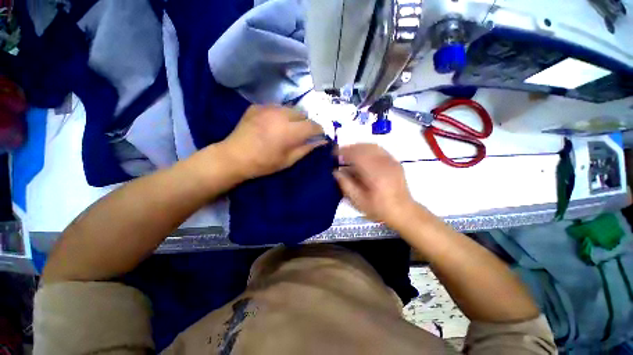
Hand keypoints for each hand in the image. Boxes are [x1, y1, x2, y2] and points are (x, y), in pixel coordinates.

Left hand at [220, 105, 325, 179]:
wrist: (234, 157)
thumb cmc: (264, 163)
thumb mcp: (288, 160)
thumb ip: (307, 148)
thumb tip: (321, 141)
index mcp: (290, 130)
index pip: (313, 125)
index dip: (318, 130)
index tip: (318, 136)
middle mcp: (281, 114)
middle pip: (303, 114)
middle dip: (306, 123)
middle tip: (301, 134)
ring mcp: (268, 108)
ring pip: (290, 108)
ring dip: (293, 118)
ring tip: (287, 128)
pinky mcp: (257, 106)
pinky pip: (276, 107)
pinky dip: (279, 114)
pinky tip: (273, 124)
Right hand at [334, 144, 415, 225]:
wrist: (403, 211)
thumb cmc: (379, 209)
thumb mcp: (359, 201)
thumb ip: (346, 185)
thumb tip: (335, 172)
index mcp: (375, 175)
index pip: (357, 155)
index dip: (344, 152)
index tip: (333, 153)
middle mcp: (384, 164)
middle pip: (364, 148)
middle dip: (349, 148)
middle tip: (339, 153)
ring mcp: (391, 161)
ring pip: (372, 146)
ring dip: (358, 147)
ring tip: (349, 152)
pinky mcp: (395, 161)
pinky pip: (379, 149)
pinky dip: (367, 148)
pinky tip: (362, 154)